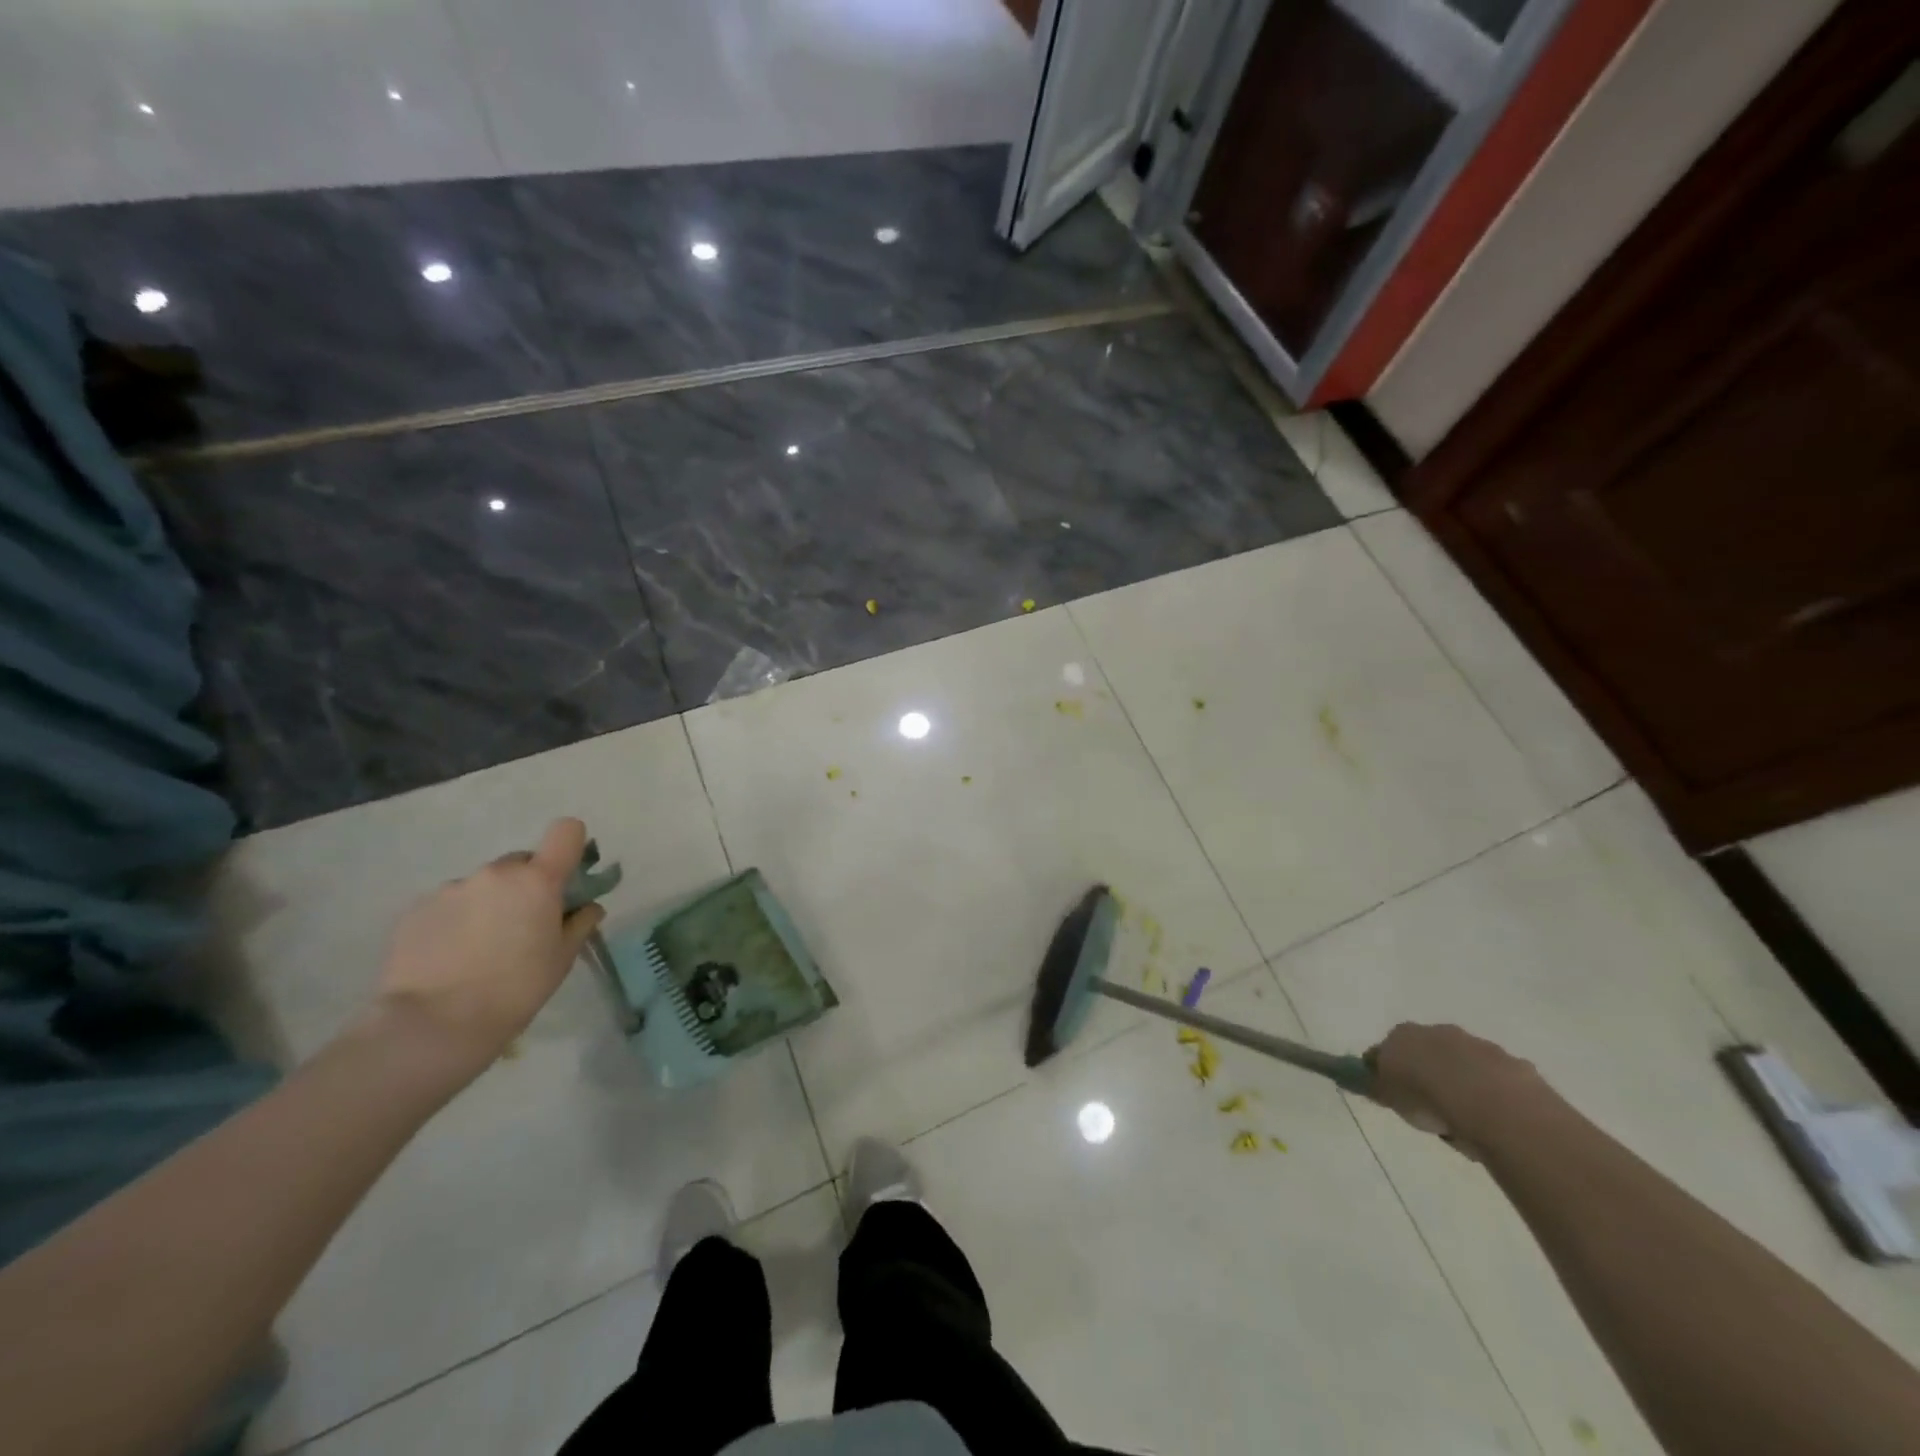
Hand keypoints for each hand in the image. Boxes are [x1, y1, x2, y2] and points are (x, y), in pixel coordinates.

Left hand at [370, 818, 605, 1076]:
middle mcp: (495, 873)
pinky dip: (455, 921)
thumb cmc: (516, 989)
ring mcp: (452, 888)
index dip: (571, 847)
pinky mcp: (416, 909)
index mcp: (538, 880)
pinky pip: (449, 904)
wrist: (434, 1025)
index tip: (567, 876)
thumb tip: (588, 906)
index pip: (566, 831)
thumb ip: (580, 923)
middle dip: (526, 886)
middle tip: (521, 927)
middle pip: (521, 863)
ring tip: (478, 950)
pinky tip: (449, 957)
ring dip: (488, 904)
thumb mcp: (562, 958)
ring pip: (483, 885)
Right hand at [1366, 1023, 1544, 1151]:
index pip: (1388, 1048)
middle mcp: (1439, 1032)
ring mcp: (1479, 1046)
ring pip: (1466, 1066)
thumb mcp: (1389, 1096)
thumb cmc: (1427, 1097)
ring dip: (1465, 1086)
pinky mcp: (1514, 1066)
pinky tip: (1496, 1122)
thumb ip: (1377, 1085)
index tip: (1396, 1096)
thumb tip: (1363, 1079)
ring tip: (1467, 1123)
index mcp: (1403, 1034)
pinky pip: (1499, 1082)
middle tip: (1433, 1110)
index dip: (1391, 1071)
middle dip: (1431, 1075)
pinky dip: (1495, 1098)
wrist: (1491, 1104)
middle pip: (1429, 1053)